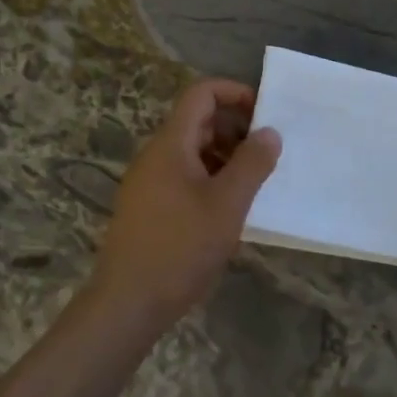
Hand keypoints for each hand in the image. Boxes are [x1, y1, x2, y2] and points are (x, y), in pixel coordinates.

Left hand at [91, 79, 281, 326]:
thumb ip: (252, 163)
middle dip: (236, 128)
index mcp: (171, 144)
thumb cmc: (180, 247)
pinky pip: (184, 177)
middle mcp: (156, 156)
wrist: (127, 304)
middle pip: (198, 122)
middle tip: (267, 153)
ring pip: (193, 152)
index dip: (234, 93)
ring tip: (255, 182)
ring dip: (226, 157)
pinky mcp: (148, 208)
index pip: (201, 94)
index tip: (265, 113)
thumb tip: (270, 132)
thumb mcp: (228, 204)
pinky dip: (211, 179)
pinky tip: (230, 208)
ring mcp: (148, 183)